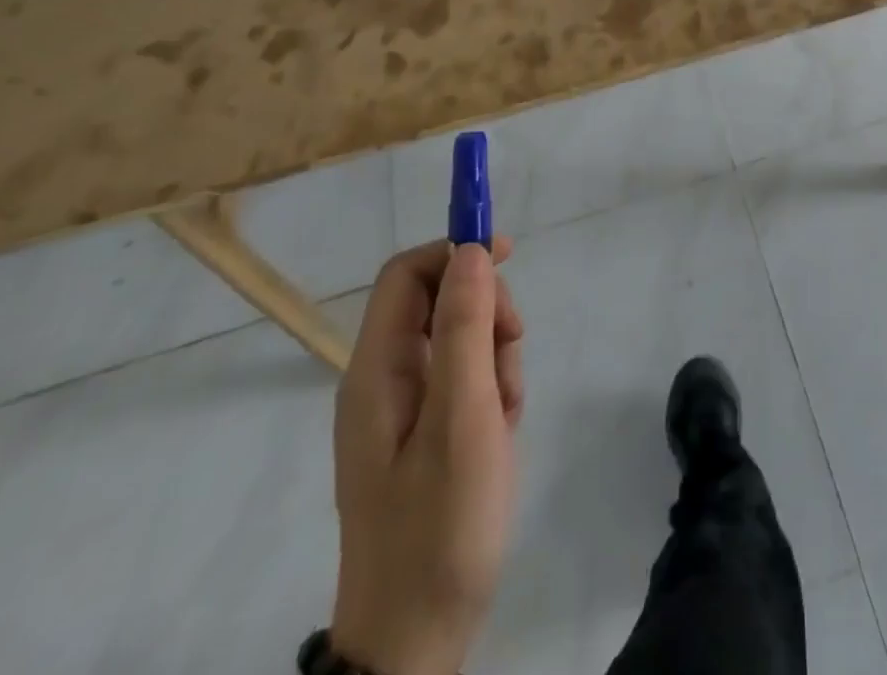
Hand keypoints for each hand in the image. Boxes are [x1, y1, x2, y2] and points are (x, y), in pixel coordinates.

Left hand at [332, 239, 524, 674]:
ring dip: (496, 358)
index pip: (408, 273)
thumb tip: (472, 250)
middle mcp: (383, 379)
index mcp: (376, 370)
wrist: (416, 641)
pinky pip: (465, 380)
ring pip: (461, 339)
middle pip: (441, 301)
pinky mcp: (425, 433)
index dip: (456, 250)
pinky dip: (493, 390)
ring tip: (506, 414)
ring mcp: (404, 408)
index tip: (509, 255)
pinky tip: (501, 431)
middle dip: (487, 313)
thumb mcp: (463, 418)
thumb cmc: (440, 525)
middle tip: (511, 358)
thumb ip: (466, 328)